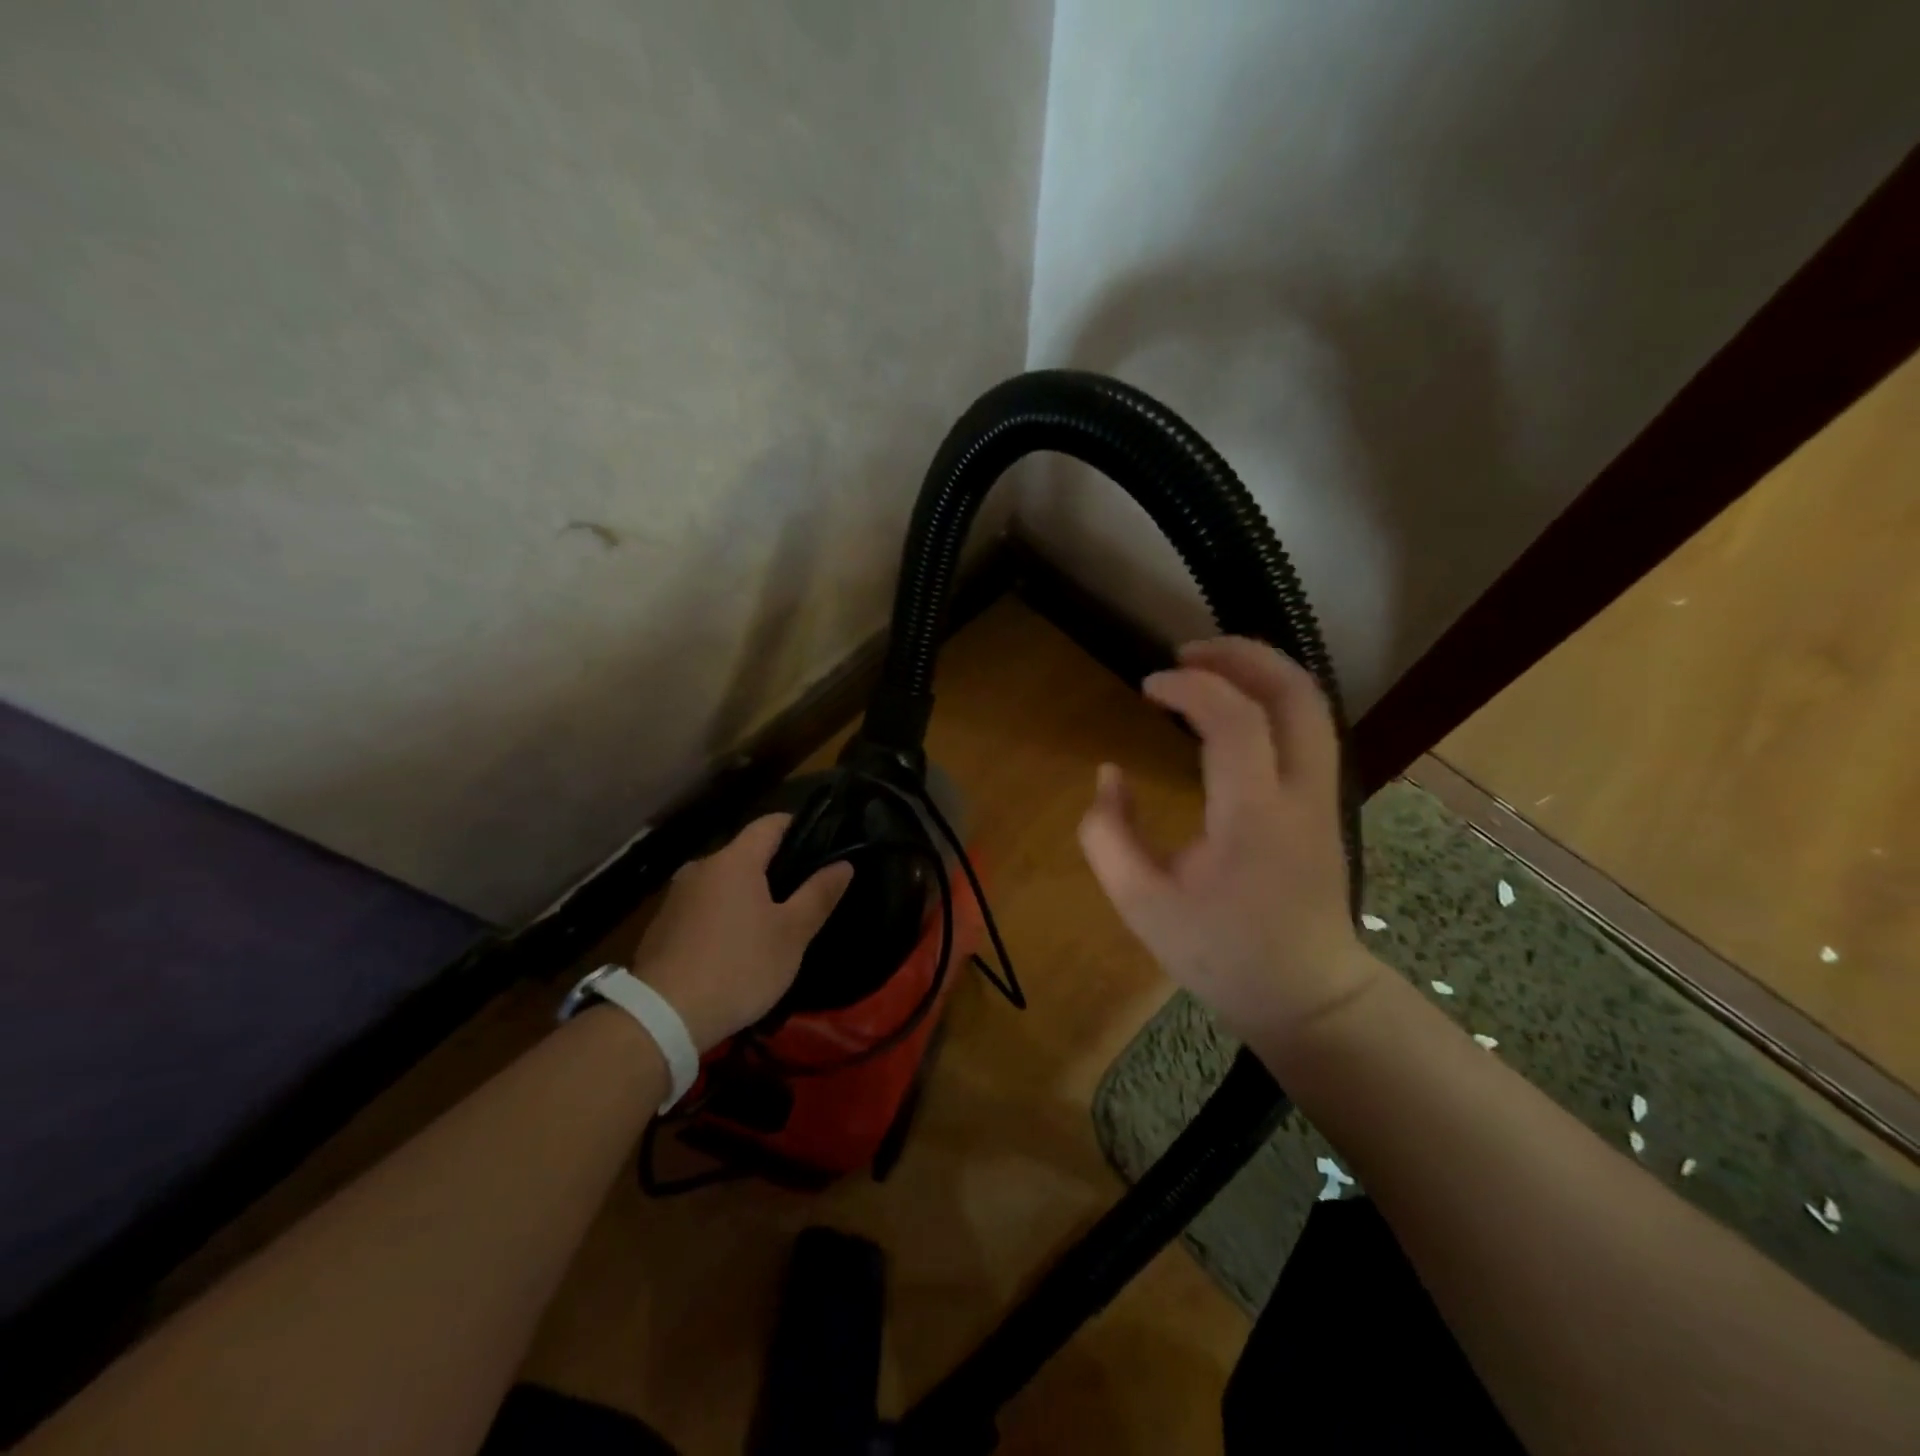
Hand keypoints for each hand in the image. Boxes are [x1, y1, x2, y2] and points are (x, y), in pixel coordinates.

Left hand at [631, 814, 853, 1052]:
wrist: (662, 1018)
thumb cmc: (738, 967)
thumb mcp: (792, 934)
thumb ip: (819, 894)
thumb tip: (844, 864)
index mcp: (734, 860)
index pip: (771, 823)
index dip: (799, 826)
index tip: (822, 844)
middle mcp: (701, 867)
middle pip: (746, 853)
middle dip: (774, 868)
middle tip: (802, 895)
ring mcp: (676, 896)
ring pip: (723, 882)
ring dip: (747, 895)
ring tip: (771, 925)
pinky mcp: (661, 926)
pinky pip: (703, 907)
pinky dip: (723, 916)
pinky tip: (734, 948)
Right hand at [1077, 637, 1379, 1056]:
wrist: (1307, 996)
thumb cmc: (1221, 954)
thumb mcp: (1141, 904)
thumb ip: (1108, 834)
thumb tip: (1108, 775)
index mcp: (1254, 817)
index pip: (1233, 720)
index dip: (1188, 688)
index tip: (1146, 688)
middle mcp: (1301, 793)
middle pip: (1295, 692)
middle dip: (1241, 655)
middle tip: (1186, 652)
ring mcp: (1323, 795)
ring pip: (1311, 704)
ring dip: (1260, 671)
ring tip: (1205, 668)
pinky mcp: (1324, 802)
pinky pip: (1307, 728)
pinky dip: (1269, 699)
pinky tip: (1230, 708)